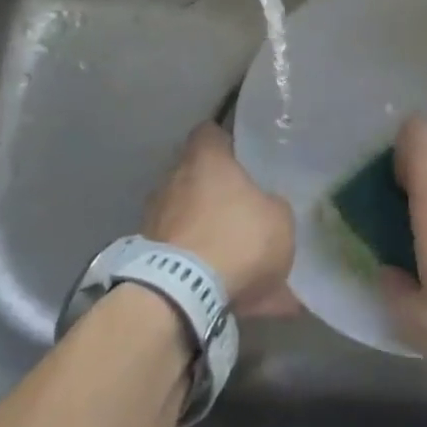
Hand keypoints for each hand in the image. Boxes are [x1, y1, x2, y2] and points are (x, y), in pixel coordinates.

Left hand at [144, 123, 297, 317]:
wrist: (183, 293)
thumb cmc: (236, 238)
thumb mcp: (279, 220)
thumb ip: (272, 206)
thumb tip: (265, 207)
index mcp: (205, 158)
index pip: (211, 133)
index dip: (227, 144)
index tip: (243, 159)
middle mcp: (173, 179)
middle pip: (198, 177)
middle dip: (218, 194)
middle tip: (245, 213)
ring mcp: (155, 218)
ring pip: (191, 219)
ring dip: (210, 234)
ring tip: (241, 264)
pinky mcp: (147, 255)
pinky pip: (183, 256)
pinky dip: (203, 269)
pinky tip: (231, 292)